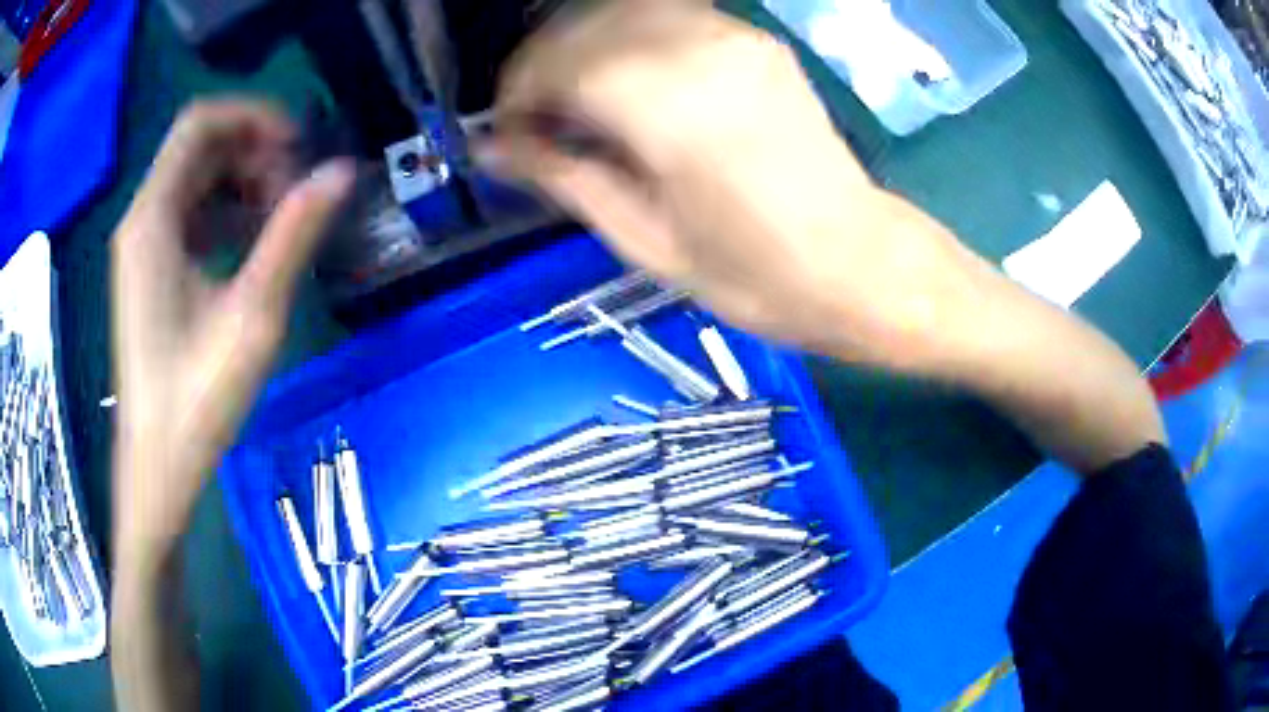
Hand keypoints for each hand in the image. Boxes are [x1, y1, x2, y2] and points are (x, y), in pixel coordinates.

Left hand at [111, 100, 353, 566]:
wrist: (157, 467)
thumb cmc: (196, 401)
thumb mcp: (251, 317)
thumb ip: (293, 235)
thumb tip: (340, 173)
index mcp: (153, 220)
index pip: (199, 123)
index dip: (252, 117)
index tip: (297, 146)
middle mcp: (142, 221)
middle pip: (200, 149)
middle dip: (252, 153)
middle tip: (294, 189)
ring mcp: (143, 247)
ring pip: (196, 180)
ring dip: (242, 183)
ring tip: (281, 218)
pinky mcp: (150, 271)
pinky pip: (190, 216)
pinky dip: (226, 213)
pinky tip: (254, 244)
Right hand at [490, 3, 975, 362]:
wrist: (858, 264)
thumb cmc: (755, 275)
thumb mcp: (644, 240)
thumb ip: (564, 176)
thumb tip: (493, 147)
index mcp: (667, 107)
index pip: (557, 65)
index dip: (516, 94)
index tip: (505, 133)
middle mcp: (699, 50)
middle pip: (584, 25)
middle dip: (541, 65)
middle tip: (532, 119)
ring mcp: (735, 37)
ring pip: (623, 10)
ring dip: (581, 45)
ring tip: (574, 100)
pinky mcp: (757, 42)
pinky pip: (670, 16)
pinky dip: (628, 38)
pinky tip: (626, 80)